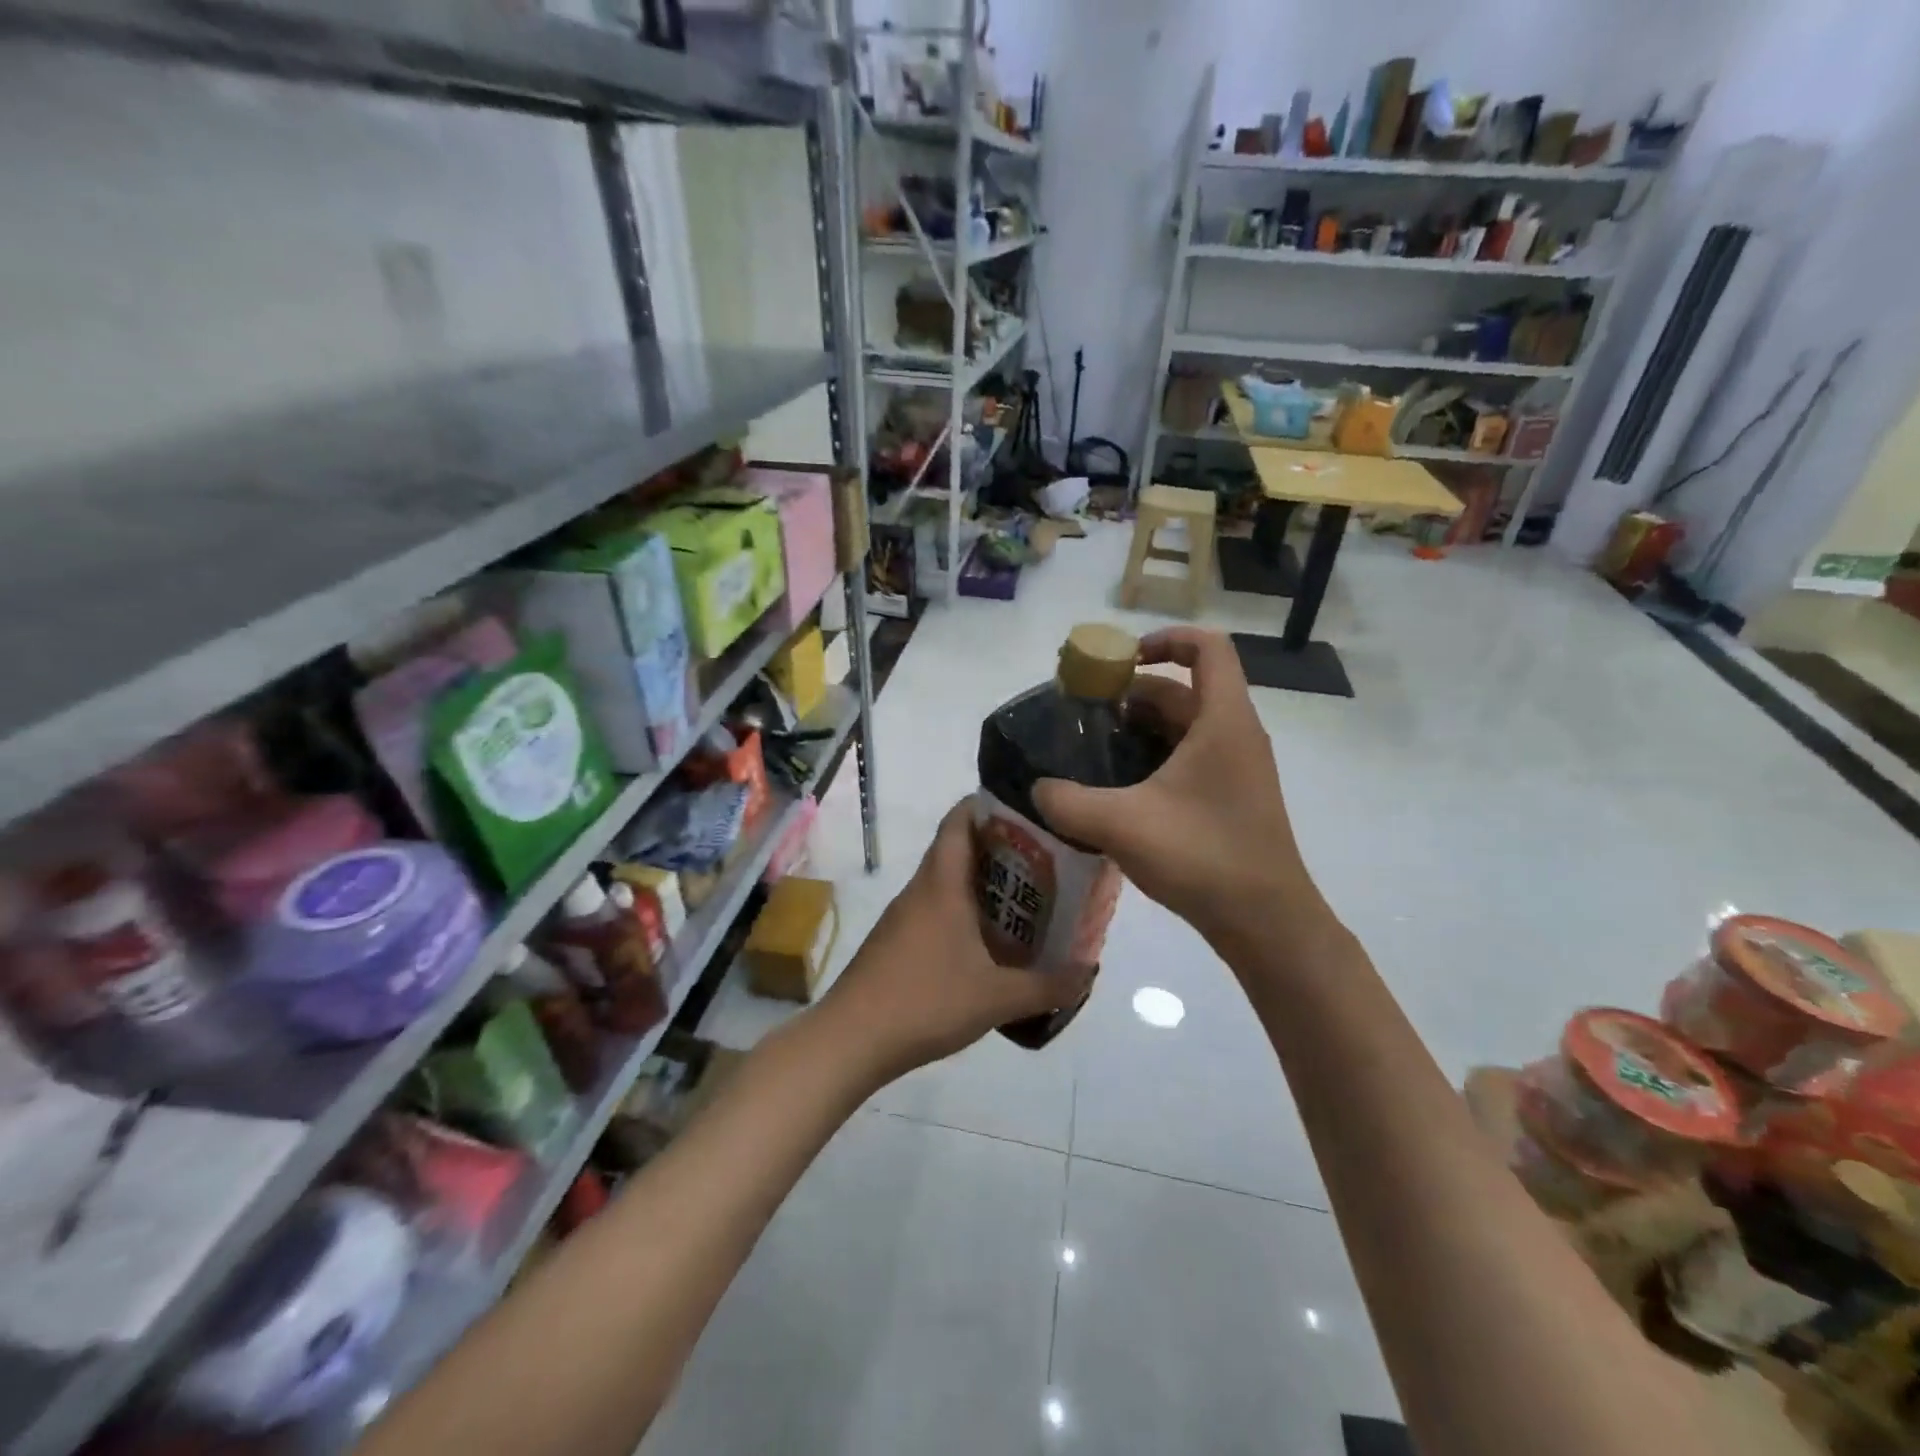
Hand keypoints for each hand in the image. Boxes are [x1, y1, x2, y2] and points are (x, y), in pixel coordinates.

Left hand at [820, 800, 1095, 1083]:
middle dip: (1000, 848)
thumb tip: (1090, 972)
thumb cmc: (926, 1001)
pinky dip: (965, 911)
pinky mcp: (897, 940)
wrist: (851, 1039)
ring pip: (948, 881)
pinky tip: (990, 940)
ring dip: (983, 883)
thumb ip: (1049, 985)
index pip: (959, 820)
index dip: (989, 805)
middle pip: (958, 848)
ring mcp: (905, 915)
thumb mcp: (997, 998)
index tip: (1027, 811)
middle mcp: (921, 889)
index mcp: (942, 883)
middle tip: (1045, 858)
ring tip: (1027, 897)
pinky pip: (937, 909)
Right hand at [1033, 627, 1324, 954]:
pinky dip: (1152, 759)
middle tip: (1083, 716)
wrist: (1266, 923)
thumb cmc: (1203, 857)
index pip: (1207, 647)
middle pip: (1183, 690)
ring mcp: (1236, 768)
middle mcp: (1235, 734)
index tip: (1119, 661)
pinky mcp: (1230, 798)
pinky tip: (1117, 790)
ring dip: (1138, 730)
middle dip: (1131, 694)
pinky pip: (1189, 758)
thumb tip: (1037, 788)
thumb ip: (1068, 802)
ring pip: (1184, 727)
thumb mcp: (1123, 825)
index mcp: (1222, 720)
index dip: (1164, 640)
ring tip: (1091, 753)